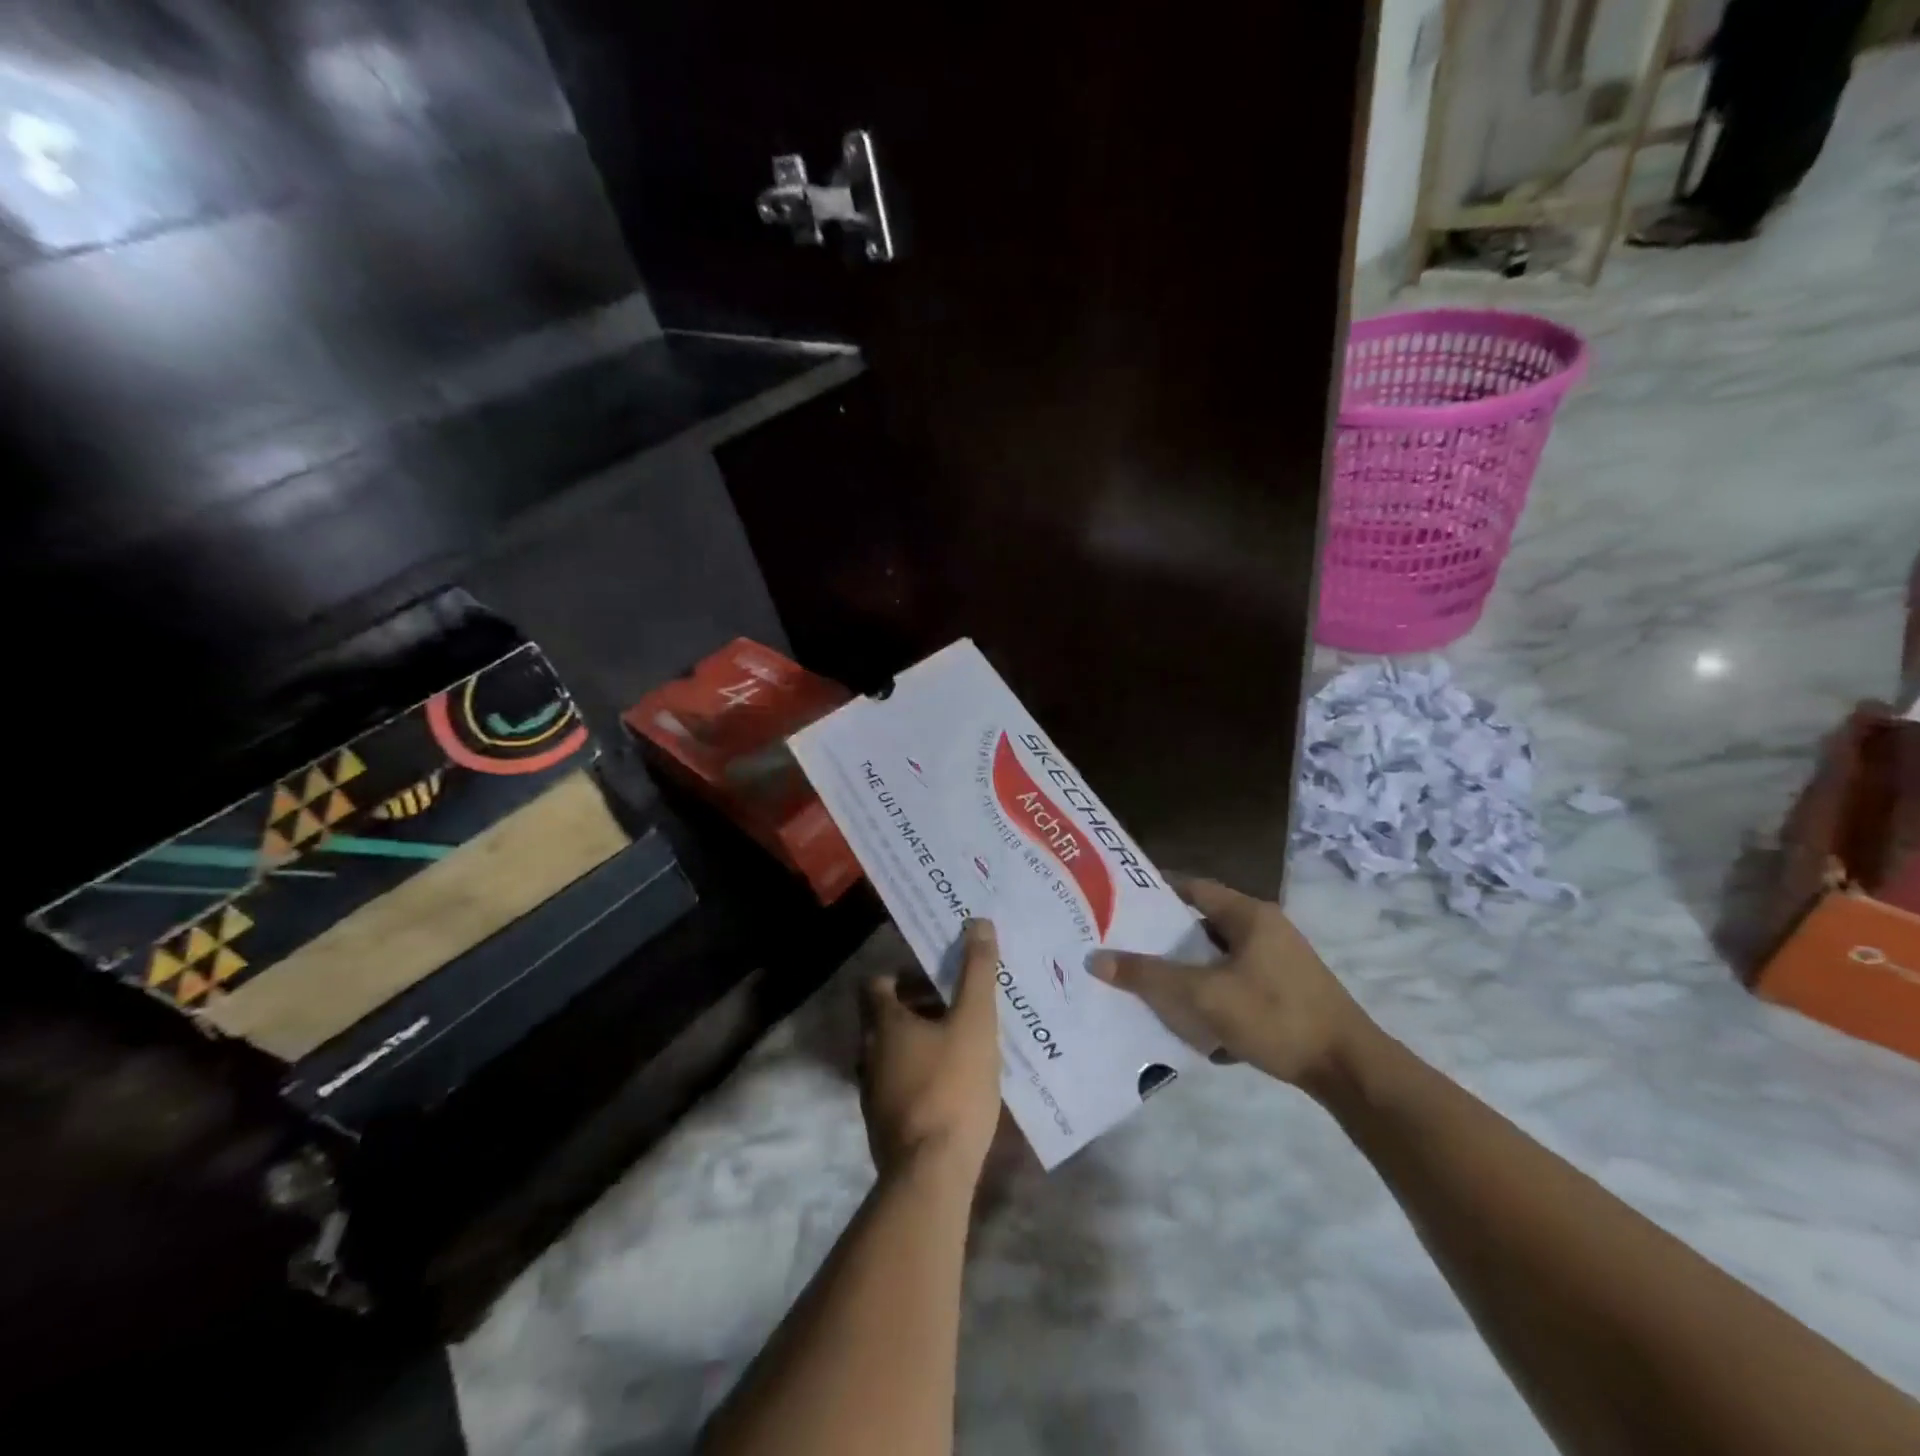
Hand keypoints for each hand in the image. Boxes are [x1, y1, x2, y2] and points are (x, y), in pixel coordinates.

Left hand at [859, 919, 1003, 1181]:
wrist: (931, 1174)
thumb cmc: (952, 1087)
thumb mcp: (975, 1022)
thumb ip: (977, 972)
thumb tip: (977, 921)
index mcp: (883, 1023)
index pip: (876, 983)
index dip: (903, 974)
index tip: (936, 976)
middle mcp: (868, 1052)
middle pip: (885, 1017)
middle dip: (918, 1006)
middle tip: (957, 1006)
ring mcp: (872, 1092)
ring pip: (892, 1052)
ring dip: (919, 1042)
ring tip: (960, 1044)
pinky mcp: (883, 1124)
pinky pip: (899, 1083)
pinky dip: (920, 1074)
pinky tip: (953, 1086)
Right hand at [1090, 878, 1370, 1089]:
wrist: (1348, 1069)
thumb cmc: (1275, 1017)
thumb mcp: (1204, 996)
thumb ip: (1150, 976)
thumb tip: (1096, 959)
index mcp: (1249, 915)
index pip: (1192, 888)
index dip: (1155, 893)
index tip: (1120, 904)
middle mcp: (1265, 928)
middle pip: (1202, 922)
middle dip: (1165, 936)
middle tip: (1124, 945)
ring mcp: (1279, 960)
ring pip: (1218, 955)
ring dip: (1187, 968)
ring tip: (1148, 981)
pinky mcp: (1285, 990)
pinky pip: (1235, 980)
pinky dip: (1210, 990)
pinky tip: (1190, 1016)